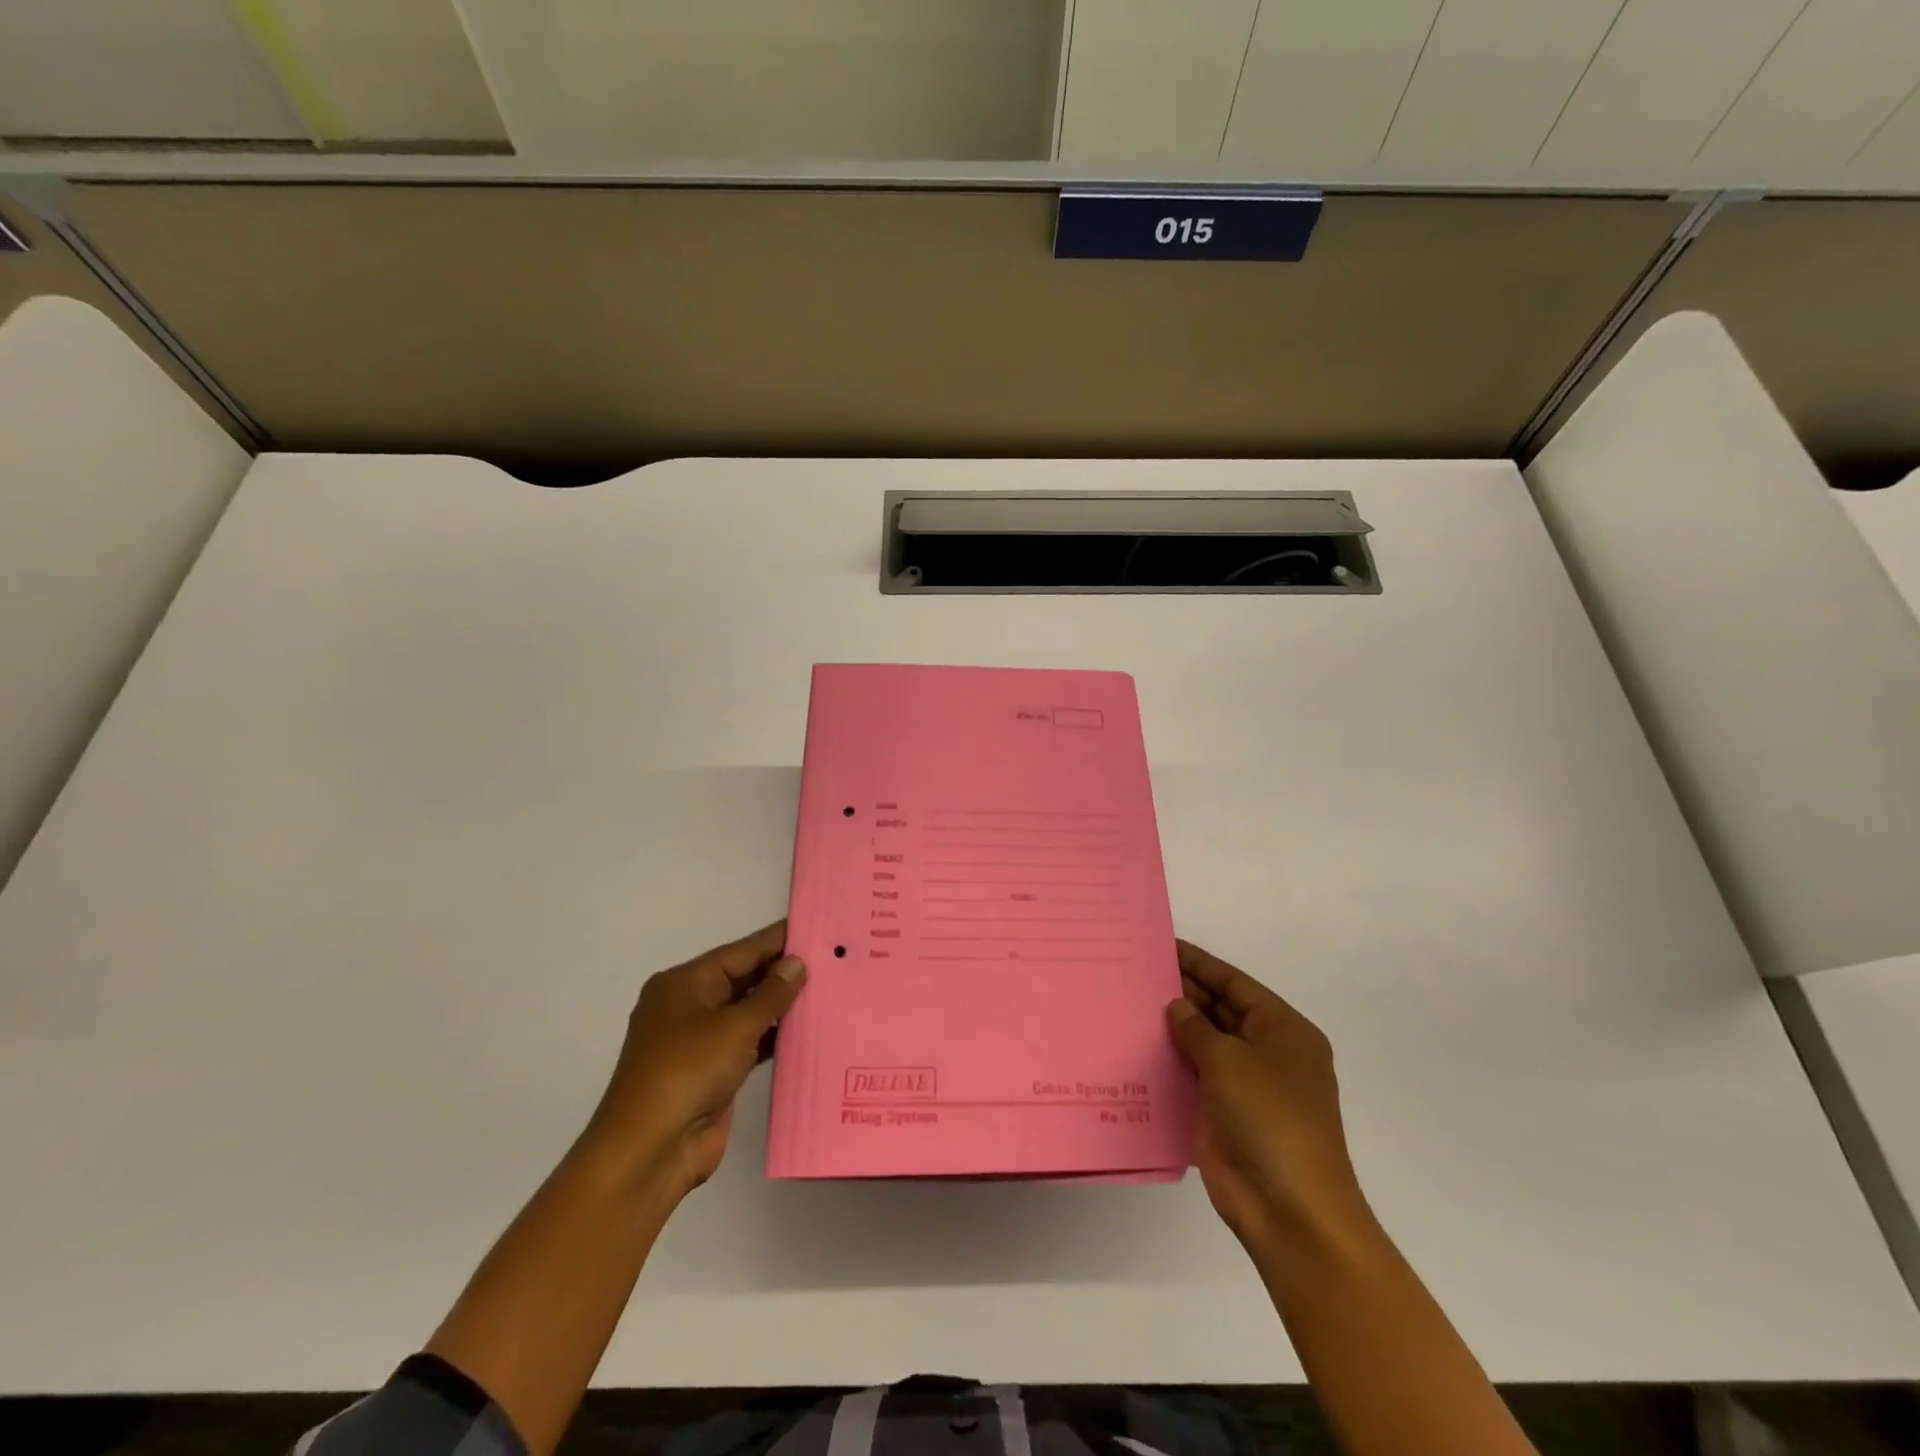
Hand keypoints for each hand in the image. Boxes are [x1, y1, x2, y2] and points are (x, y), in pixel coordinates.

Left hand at [582, 921, 805, 1200]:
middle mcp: (691, 1005)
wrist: (650, 1150)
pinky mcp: (714, 1071)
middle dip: (784, 971)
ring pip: (749, 1011)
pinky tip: (809, 1029)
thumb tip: (796, 962)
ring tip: (829, 988)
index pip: (741, 950)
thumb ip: (771, 993)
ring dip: (783, 1005)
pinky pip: (751, 1041)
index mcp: (685, 983)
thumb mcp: (734, 1026)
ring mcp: (701, 1040)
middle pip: (744, 978)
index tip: (816, 927)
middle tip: (833, 958)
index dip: (778, 940)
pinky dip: (776, 1036)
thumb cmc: (688, 1071)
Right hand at [1166, 940, 1370, 1253]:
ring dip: (1174, 1026)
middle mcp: (1267, 1053)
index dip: (1200, 964)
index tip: (1164, 945)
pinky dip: (1170, 1061)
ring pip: (1204, 1043)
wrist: (1288, 1210)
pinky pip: (1194, 1075)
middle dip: (1184, 992)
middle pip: (1220, 1010)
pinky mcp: (1224, 1114)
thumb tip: (1177, 1005)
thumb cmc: (1270, 1119)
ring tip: (1131, 1001)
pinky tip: (1138, 1046)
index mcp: (1283, 1031)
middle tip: (1138, 971)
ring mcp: (1246, 1086)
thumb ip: (1197, 1027)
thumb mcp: (1231, 1060)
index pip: (1235, 984)